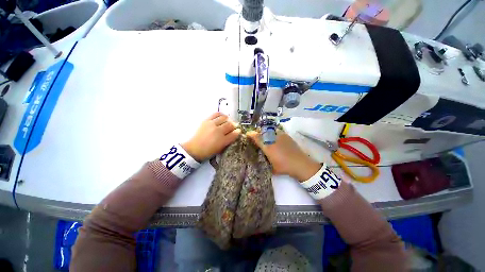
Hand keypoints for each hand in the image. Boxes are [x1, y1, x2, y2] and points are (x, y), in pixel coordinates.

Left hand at [182, 112, 240, 161]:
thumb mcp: (221, 148)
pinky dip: (221, 114)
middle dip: (234, 125)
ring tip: (228, 121)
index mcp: (222, 141)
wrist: (195, 149)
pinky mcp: (207, 121)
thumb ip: (229, 140)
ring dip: (228, 120)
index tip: (239, 131)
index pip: (234, 134)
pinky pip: (216, 114)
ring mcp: (212, 125)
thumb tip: (236, 133)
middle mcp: (218, 131)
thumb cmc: (209, 151)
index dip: (237, 132)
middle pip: (230, 125)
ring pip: (224, 118)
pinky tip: (222, 117)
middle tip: (234, 126)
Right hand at [247, 131, 320, 181]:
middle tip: (257, 136)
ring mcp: (280, 136)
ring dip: (266, 132)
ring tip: (266, 136)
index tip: (248, 134)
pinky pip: (278, 131)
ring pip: (270, 130)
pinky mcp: (286, 136)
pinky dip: (274, 133)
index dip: (251, 134)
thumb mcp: (272, 168)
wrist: (300, 164)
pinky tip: (275, 137)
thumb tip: (262, 160)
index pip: (257, 138)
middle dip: (258, 133)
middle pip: (262, 132)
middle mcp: (273, 140)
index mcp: (268, 147)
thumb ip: (265, 163)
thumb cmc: (284, 167)